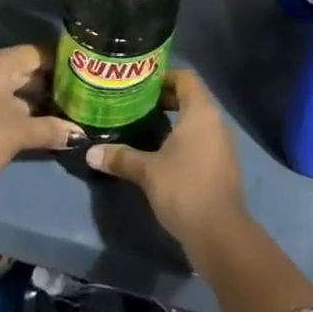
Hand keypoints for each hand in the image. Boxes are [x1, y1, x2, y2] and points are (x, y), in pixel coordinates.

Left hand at [0, 44, 78, 192]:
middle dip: (51, 83)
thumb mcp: (20, 132)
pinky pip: (2, 98)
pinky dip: (20, 107)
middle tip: (79, 94)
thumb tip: (80, 134)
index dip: (61, 63)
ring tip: (66, 109)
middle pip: (26, 68)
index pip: (37, 53)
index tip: (83, 74)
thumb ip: (51, 129)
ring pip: (14, 85)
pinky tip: (40, 121)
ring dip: (36, 98)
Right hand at [85, 70, 246, 248]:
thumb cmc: (184, 188)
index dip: (163, 76)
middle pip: (190, 98)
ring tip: (142, 127)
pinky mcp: (221, 166)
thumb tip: (91, 152)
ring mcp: (222, 145)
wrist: (220, 234)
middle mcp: (215, 123)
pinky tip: (159, 153)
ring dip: (172, 121)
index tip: (139, 84)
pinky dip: (182, 140)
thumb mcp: (147, 171)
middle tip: (134, 104)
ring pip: (195, 121)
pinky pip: (200, 140)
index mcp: (201, 112)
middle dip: (163, 99)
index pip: (185, 78)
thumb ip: (121, 157)